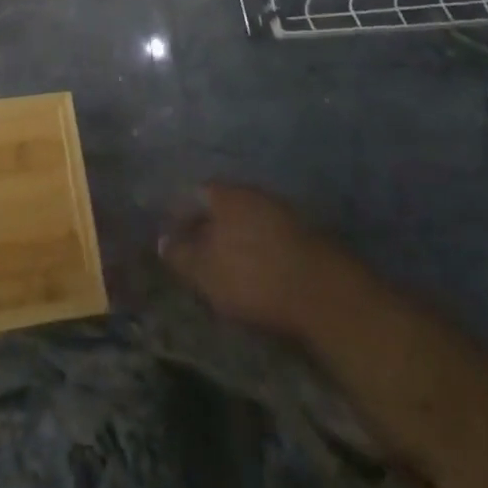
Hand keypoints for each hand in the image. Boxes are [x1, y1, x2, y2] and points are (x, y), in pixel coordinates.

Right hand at [159, 182, 327, 338]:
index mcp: (224, 194)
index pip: (193, 195)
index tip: (175, 240)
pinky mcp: (308, 235)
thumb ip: (179, 255)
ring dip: (239, 239)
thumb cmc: (253, 278)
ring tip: (231, 267)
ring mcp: (283, 211)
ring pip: (250, 220)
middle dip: (211, 227)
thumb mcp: (204, 272)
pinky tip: (261, 272)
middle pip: (223, 206)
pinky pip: (272, 237)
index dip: (180, 217)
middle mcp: (252, 192)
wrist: (326, 295)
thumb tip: (161, 240)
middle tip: (201, 254)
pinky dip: (262, 250)